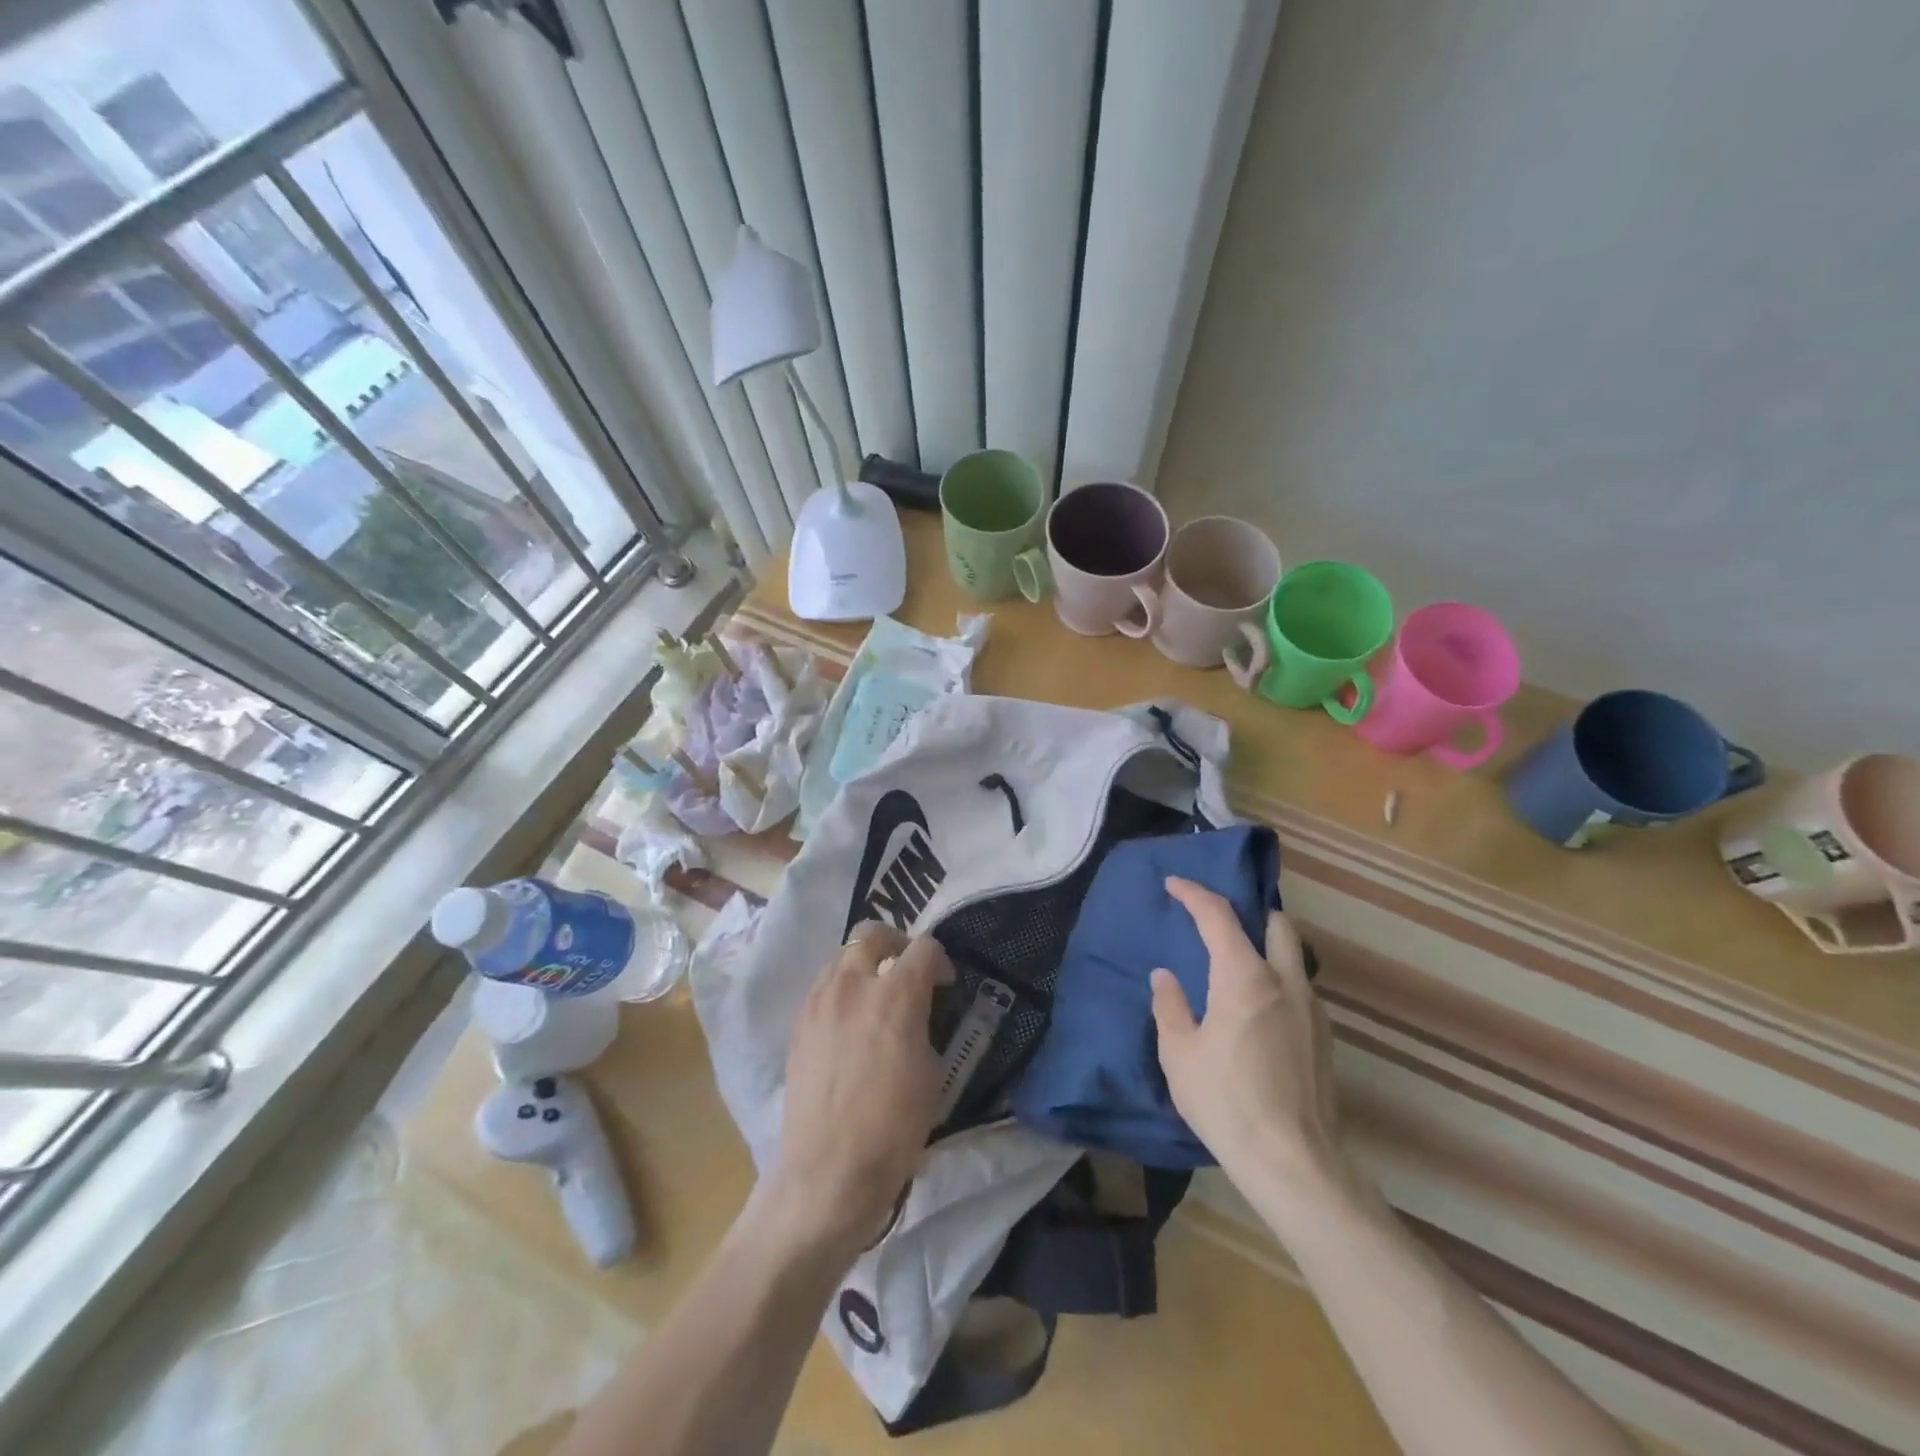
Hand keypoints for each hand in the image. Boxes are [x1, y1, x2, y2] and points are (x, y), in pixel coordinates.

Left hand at [763, 923, 948, 1257]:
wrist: (827, 1172)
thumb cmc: (892, 1129)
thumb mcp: (929, 1073)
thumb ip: (922, 1023)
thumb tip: (916, 1009)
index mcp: (895, 995)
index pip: (923, 947)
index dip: (939, 960)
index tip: (943, 983)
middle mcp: (853, 984)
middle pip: (872, 933)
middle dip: (896, 942)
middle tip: (906, 970)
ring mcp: (820, 1001)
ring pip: (841, 955)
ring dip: (863, 963)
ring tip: (875, 994)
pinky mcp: (799, 1022)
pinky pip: (823, 985)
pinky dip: (841, 988)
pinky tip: (849, 1021)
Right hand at [1151, 877, 1339, 1187]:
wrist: (1293, 1163)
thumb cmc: (1225, 1101)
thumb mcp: (1179, 1054)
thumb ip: (1170, 1006)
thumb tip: (1165, 977)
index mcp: (1244, 977)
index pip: (1218, 915)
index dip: (1194, 893)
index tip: (1173, 884)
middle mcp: (1285, 982)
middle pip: (1276, 923)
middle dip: (1249, 913)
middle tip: (1220, 925)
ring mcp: (1312, 1009)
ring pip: (1294, 956)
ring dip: (1267, 949)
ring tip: (1237, 970)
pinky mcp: (1325, 1038)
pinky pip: (1300, 989)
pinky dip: (1278, 982)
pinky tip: (1259, 1013)